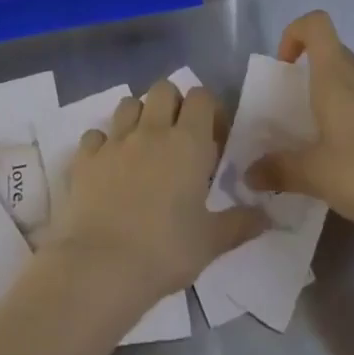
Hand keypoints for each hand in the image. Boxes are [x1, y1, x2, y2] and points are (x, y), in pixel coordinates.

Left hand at [46, 80, 266, 311]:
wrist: (102, 266)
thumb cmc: (165, 252)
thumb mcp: (211, 242)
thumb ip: (240, 223)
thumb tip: (267, 215)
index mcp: (188, 143)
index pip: (201, 97)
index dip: (209, 110)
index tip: (213, 138)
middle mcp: (151, 130)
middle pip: (163, 89)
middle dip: (173, 104)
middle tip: (178, 137)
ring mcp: (115, 140)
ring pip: (128, 102)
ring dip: (138, 116)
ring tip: (143, 146)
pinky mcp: (86, 156)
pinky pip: (95, 134)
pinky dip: (103, 143)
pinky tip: (108, 166)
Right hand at [247, 11, 353, 245]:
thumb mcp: (316, 175)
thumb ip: (279, 170)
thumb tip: (248, 174)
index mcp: (337, 75)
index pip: (315, 23)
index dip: (294, 34)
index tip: (285, 68)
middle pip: (333, 54)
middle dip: (311, 76)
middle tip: (299, 116)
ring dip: (337, 99)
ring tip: (329, 143)